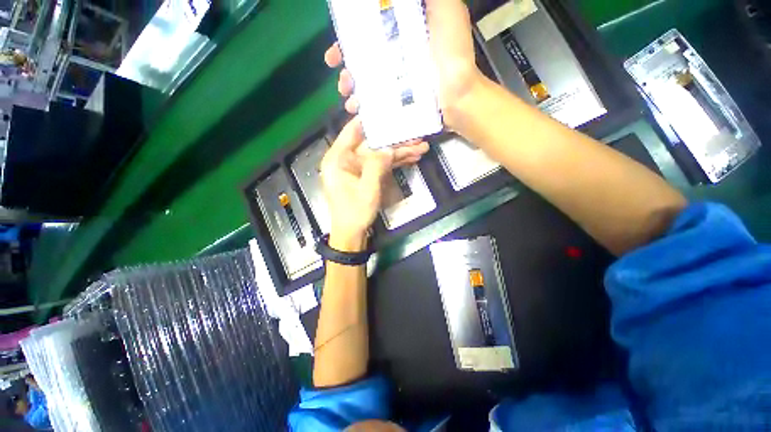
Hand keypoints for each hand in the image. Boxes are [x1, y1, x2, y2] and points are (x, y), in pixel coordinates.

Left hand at [321, 117, 428, 250]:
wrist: (352, 234)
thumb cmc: (354, 212)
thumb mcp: (367, 188)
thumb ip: (377, 164)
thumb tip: (388, 149)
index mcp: (338, 158)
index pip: (353, 131)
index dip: (371, 120)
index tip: (390, 111)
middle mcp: (346, 159)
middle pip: (372, 144)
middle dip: (395, 141)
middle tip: (416, 135)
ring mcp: (357, 168)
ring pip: (379, 155)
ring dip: (399, 153)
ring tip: (421, 148)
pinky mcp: (365, 177)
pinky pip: (380, 166)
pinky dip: (394, 163)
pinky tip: (411, 159)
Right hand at [324, 0, 482, 129]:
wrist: (460, 96)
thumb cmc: (453, 52)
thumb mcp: (444, 9)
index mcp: (403, 33)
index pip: (368, 32)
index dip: (348, 39)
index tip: (335, 53)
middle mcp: (397, 56)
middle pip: (363, 59)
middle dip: (346, 70)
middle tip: (341, 82)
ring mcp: (398, 80)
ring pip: (367, 82)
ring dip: (353, 91)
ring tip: (350, 102)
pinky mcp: (401, 101)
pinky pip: (378, 102)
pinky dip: (365, 107)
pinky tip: (358, 111)